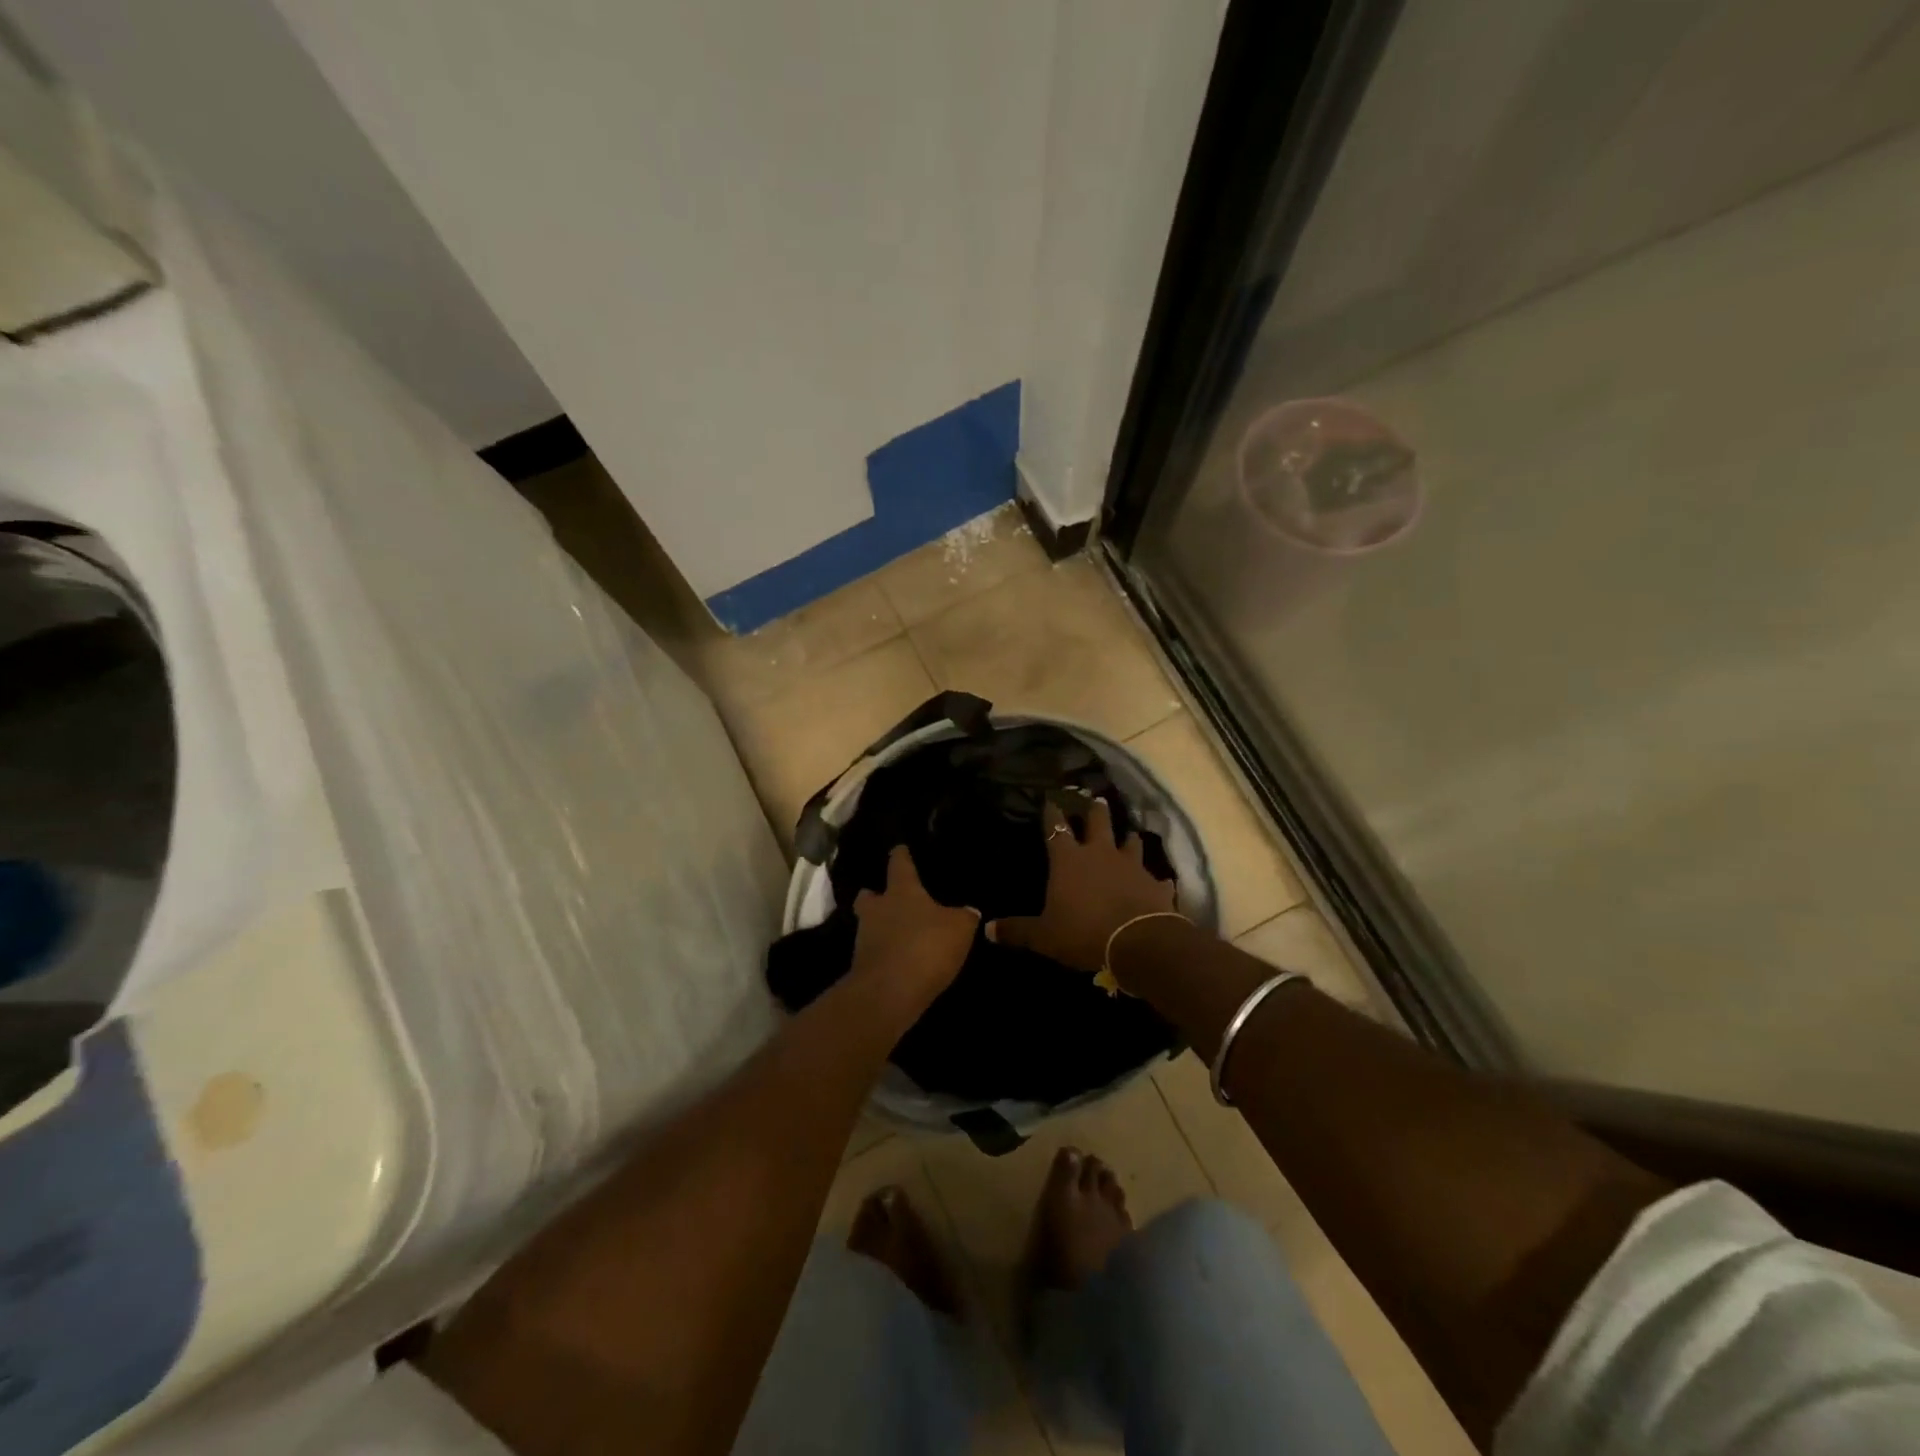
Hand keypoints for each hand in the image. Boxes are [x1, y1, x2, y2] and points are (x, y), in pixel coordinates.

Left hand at [851, 845, 979, 1013]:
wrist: (888, 993)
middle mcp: (877, 909)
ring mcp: (864, 939)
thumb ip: (964, 916)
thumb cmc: (925, 946)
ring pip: (869, 924)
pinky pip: (874, 952)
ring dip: (880, 927)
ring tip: (899, 934)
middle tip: (887, 898)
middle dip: (875, 895)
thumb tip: (969, 910)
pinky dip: (884, 953)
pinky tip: (899, 960)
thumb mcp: (959, 929)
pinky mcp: (861, 967)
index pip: (899, 865)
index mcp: (901, 891)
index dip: (901, 855)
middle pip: (869, 896)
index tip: (899, 848)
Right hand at [988, 798, 1176, 974]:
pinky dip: (1155, 879)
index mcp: (1069, 860)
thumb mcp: (1044, 936)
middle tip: (1096, 799)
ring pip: (1131, 842)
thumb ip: (1017, 930)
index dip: (1051, 814)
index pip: (1055, 829)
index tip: (1049, 800)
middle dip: (1095, 811)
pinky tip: (1160, 881)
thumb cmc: (1084, 933)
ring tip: (1130, 833)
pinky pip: (1157, 877)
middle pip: (1098, 822)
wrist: (1140, 942)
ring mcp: (1132, 866)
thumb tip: (988, 930)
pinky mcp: (1156, 884)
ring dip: (1129, 838)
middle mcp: (1100, 854)